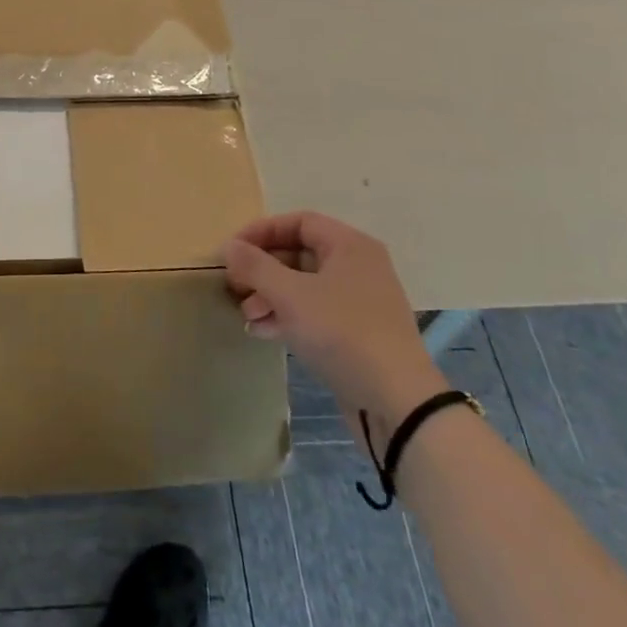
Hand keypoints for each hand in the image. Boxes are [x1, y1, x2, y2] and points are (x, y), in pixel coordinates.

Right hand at [223, 212, 445, 431]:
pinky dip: (287, 317)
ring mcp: (359, 302)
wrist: (397, 404)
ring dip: (270, 295)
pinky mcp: (357, 334)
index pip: (298, 222)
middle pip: (300, 254)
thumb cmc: (342, 333)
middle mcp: (358, 267)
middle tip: (234, 284)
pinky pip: (315, 313)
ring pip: (304, 286)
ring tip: (245, 314)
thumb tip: (230, 246)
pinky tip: (262, 332)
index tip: (232, 250)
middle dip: (263, 269)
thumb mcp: (290, 295)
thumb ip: (255, 266)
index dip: (262, 231)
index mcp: (349, 246)